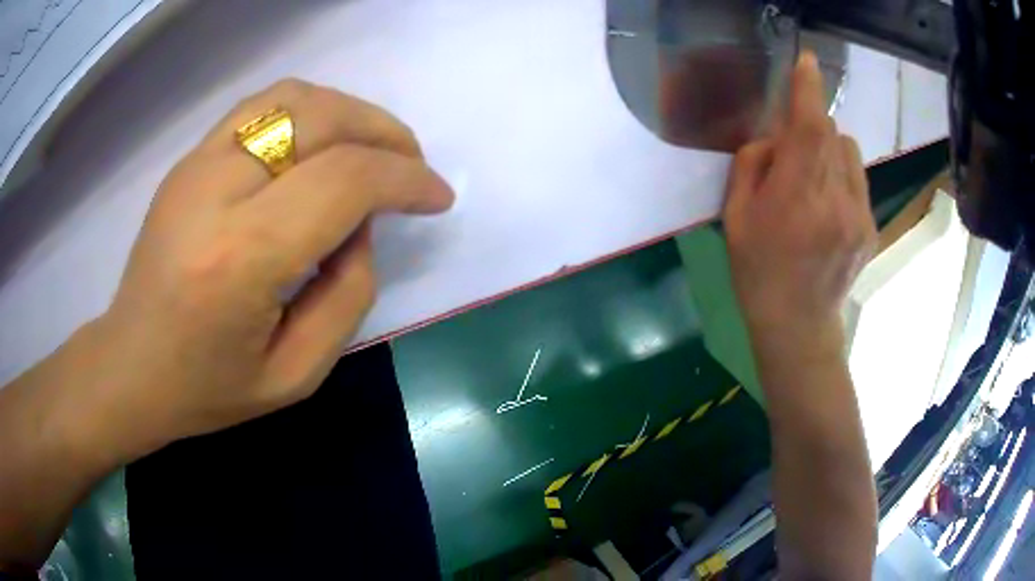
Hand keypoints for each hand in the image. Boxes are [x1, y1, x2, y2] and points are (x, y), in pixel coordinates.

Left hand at [83, 79, 453, 457]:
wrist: (131, 366)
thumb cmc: (208, 388)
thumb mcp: (296, 375)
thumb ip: (347, 295)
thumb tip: (364, 227)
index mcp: (241, 258)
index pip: (344, 181)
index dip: (406, 179)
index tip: (438, 196)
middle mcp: (215, 191)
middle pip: (322, 120)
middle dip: (386, 135)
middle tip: (412, 167)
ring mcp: (195, 165)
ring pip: (293, 98)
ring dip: (349, 113)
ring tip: (373, 148)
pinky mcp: (188, 159)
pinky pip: (260, 106)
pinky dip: (308, 108)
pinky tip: (322, 141)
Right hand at [723, 52, 876, 362]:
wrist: (799, 324)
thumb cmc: (759, 272)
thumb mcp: (736, 217)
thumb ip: (752, 166)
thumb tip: (774, 139)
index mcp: (794, 199)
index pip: (809, 129)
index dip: (808, 90)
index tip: (807, 60)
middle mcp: (834, 201)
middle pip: (831, 133)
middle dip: (811, 127)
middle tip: (793, 154)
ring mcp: (858, 214)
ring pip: (849, 151)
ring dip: (829, 149)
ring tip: (813, 179)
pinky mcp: (870, 226)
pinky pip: (857, 177)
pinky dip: (841, 175)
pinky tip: (827, 205)